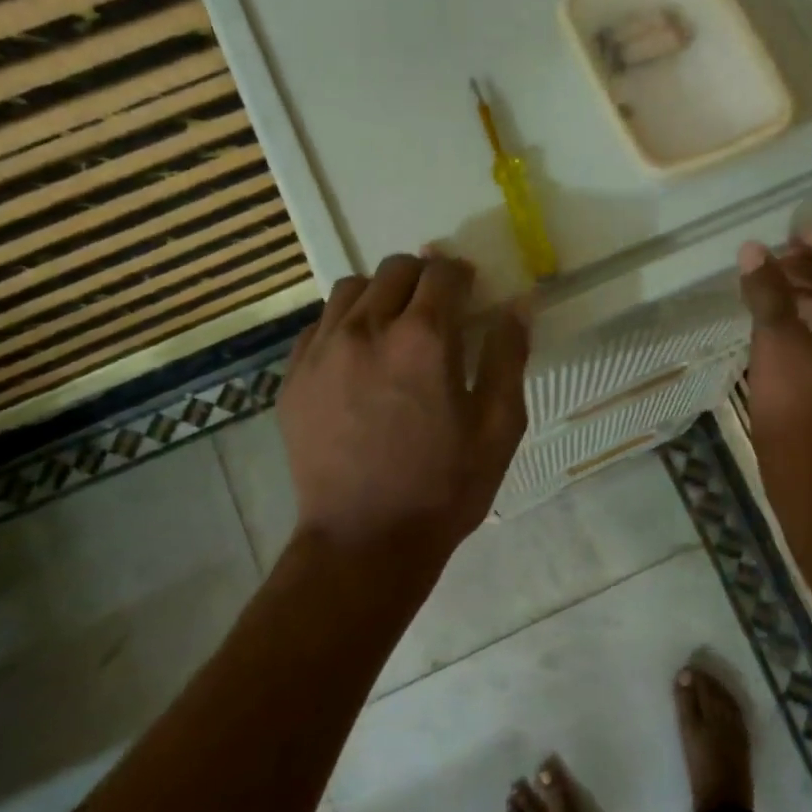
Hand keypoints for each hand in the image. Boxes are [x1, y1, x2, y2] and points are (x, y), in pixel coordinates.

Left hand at [280, 253, 528, 559]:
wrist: (364, 541)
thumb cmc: (443, 488)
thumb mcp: (499, 428)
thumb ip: (509, 358)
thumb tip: (518, 305)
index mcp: (423, 339)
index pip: (442, 273)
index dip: (462, 274)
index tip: (471, 290)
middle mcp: (367, 330)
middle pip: (395, 270)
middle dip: (423, 277)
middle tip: (438, 308)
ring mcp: (322, 351)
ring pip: (350, 289)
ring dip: (380, 294)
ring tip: (394, 327)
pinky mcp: (293, 377)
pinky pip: (319, 325)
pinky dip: (344, 324)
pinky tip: (358, 358)